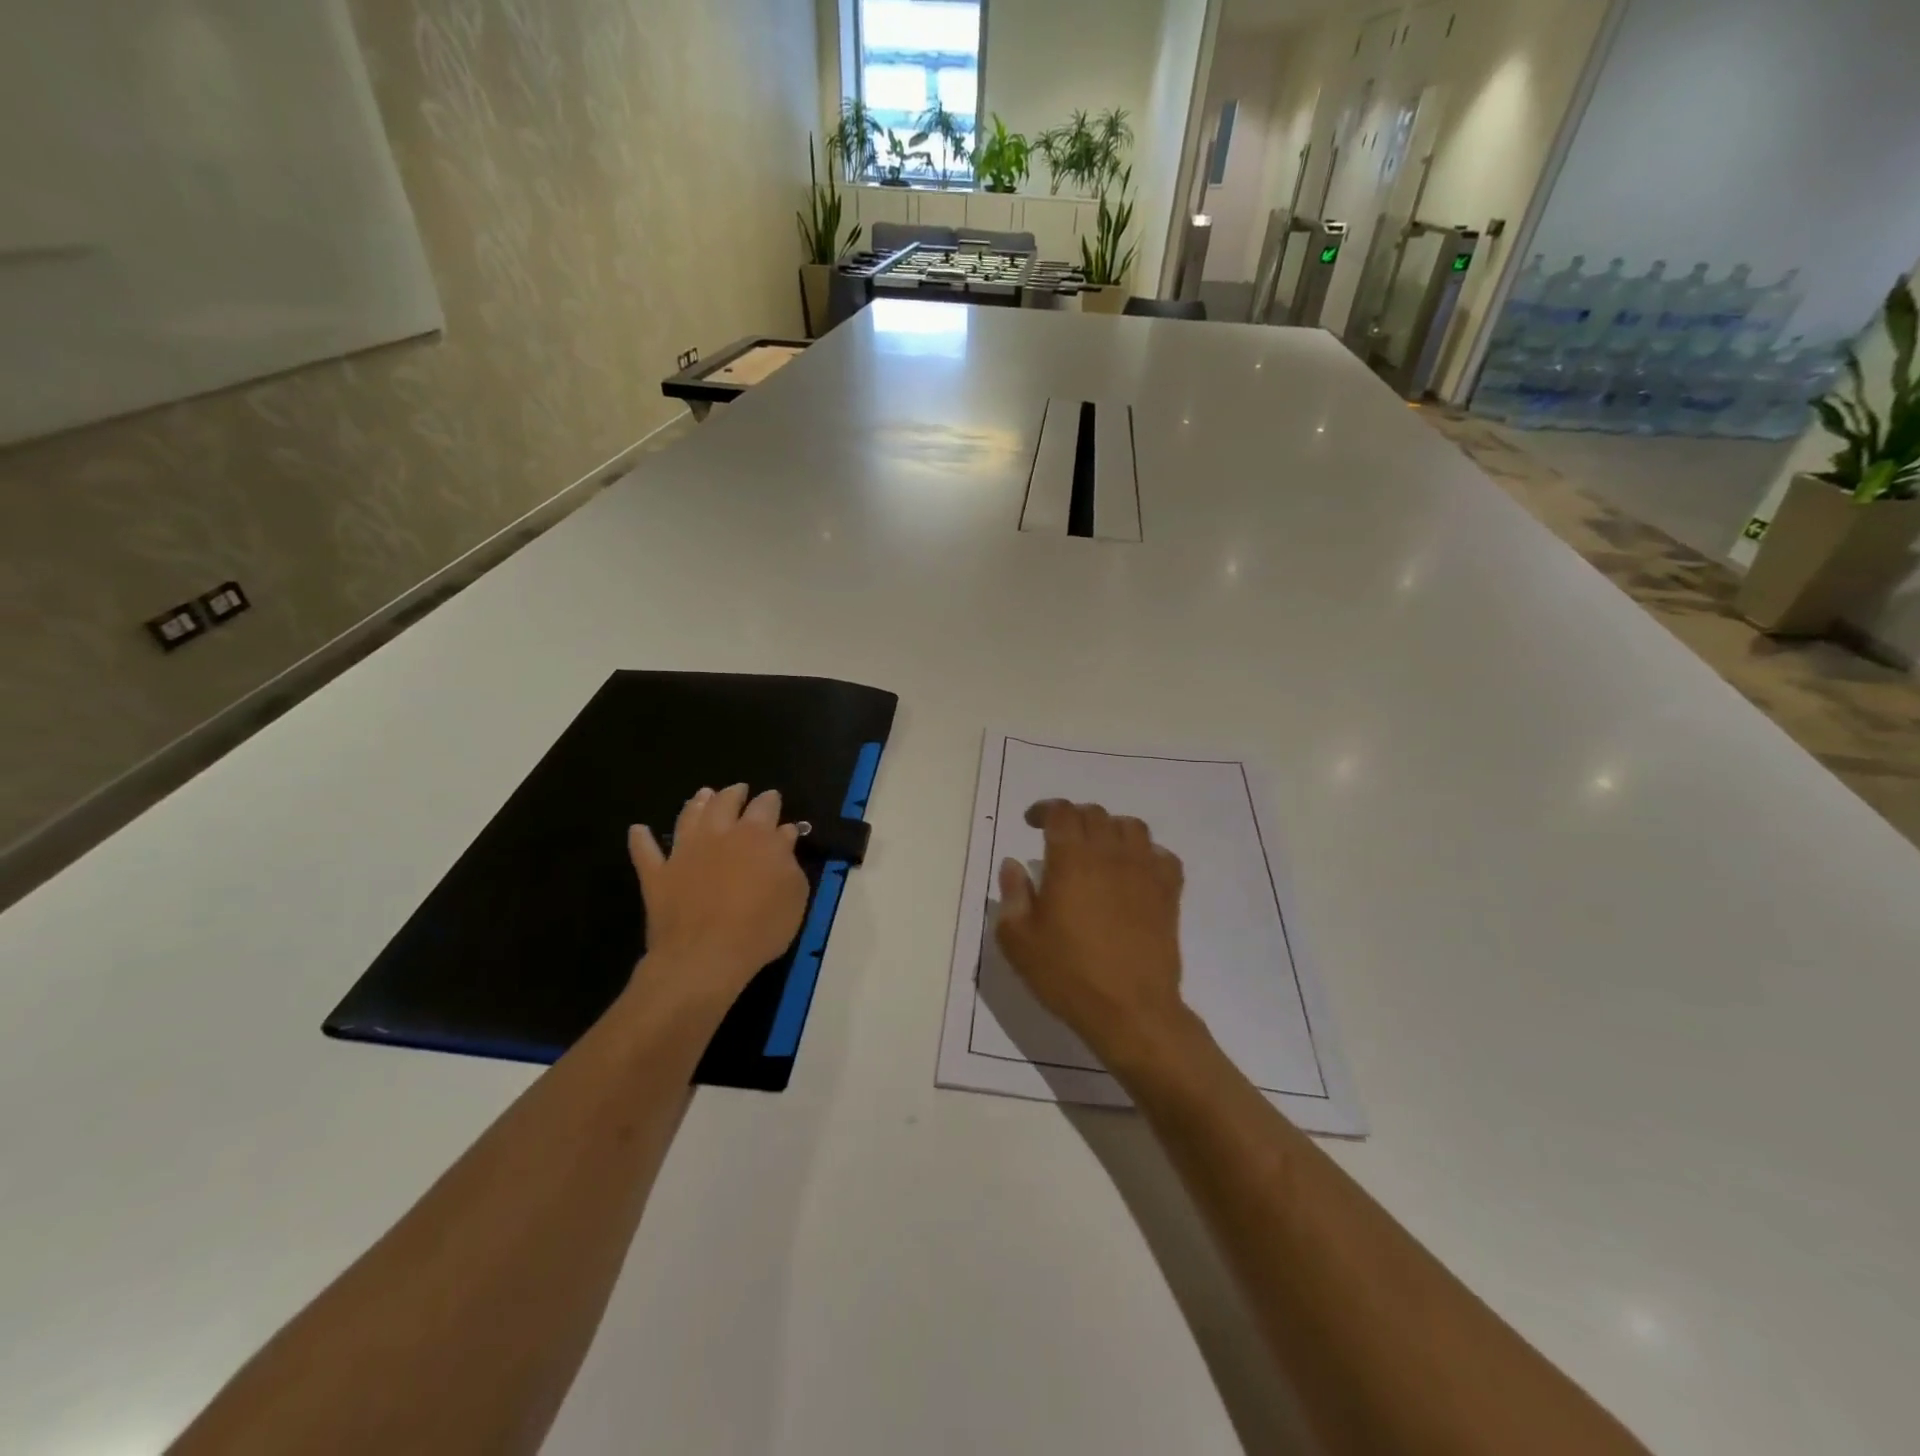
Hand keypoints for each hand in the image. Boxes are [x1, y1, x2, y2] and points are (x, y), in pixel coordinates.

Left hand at [627, 784, 809, 1007]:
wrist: (705, 955)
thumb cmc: (760, 927)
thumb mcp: (794, 894)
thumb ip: (789, 859)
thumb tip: (783, 832)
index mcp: (757, 836)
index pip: (765, 807)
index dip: (770, 800)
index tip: (772, 797)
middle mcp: (718, 834)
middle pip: (725, 803)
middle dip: (733, 793)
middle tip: (738, 789)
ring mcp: (684, 853)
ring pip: (688, 817)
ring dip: (695, 803)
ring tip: (702, 794)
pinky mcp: (657, 875)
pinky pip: (645, 852)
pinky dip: (641, 839)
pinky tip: (638, 830)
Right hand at [993, 800, 1188, 1062]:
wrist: (1131, 1010)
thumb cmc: (1067, 974)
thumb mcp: (1018, 940)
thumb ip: (1012, 895)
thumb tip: (1013, 864)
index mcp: (1071, 859)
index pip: (1061, 812)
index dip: (1045, 809)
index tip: (1032, 822)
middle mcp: (1110, 854)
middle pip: (1095, 814)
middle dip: (1074, 818)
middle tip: (1060, 838)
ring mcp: (1145, 871)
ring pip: (1131, 827)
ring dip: (1110, 830)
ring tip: (1098, 850)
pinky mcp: (1169, 893)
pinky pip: (1162, 856)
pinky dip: (1146, 854)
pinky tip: (1134, 872)